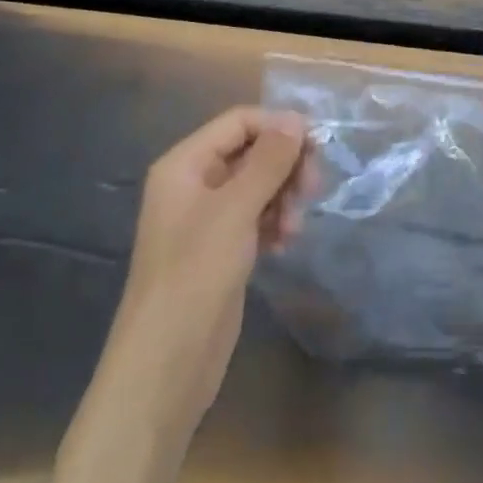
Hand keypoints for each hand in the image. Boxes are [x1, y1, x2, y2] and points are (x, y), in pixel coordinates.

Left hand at [114, 107, 314, 428]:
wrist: (165, 364)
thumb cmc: (195, 275)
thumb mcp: (235, 210)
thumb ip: (269, 160)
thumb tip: (295, 118)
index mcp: (185, 164)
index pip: (240, 122)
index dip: (279, 127)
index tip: (316, 147)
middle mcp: (195, 183)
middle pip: (253, 151)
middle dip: (286, 166)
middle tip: (311, 191)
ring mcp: (208, 218)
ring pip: (260, 184)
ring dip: (284, 197)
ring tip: (294, 228)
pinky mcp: (222, 248)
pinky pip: (258, 216)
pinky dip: (276, 222)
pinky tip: (285, 244)